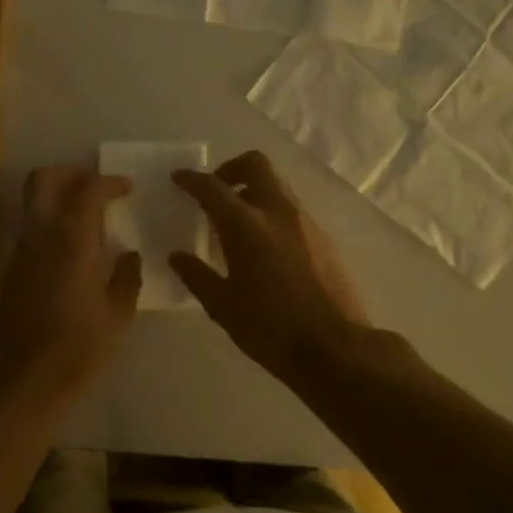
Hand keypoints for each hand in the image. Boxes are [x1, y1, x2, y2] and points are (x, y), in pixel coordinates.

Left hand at [0, 167, 142, 401]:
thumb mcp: (118, 314)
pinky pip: (29, 233)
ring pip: (31, 205)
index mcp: (70, 240)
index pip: (88, 190)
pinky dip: (49, 226)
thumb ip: (126, 277)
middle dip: (70, 174)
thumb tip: (128, 256)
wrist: (25, 381)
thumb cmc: (79, 348)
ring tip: (87, 220)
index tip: (127, 188)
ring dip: (57, 199)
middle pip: (43, 180)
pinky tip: (71, 253)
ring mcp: (19, 254)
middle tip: (96, 187)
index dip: (109, 182)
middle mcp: (39, 236)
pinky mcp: (10, 273)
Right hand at [170, 151, 369, 382]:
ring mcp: (306, 222)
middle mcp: (277, 212)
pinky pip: (291, 210)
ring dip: (254, 190)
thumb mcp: (223, 306)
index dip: (192, 179)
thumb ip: (197, 275)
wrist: (335, 348)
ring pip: (277, 185)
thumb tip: (177, 256)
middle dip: (231, 168)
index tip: (179, 178)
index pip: (212, 187)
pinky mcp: (324, 238)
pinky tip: (264, 246)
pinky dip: (272, 212)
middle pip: (255, 165)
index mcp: (246, 225)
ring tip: (238, 222)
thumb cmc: (270, 328)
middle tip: (216, 191)